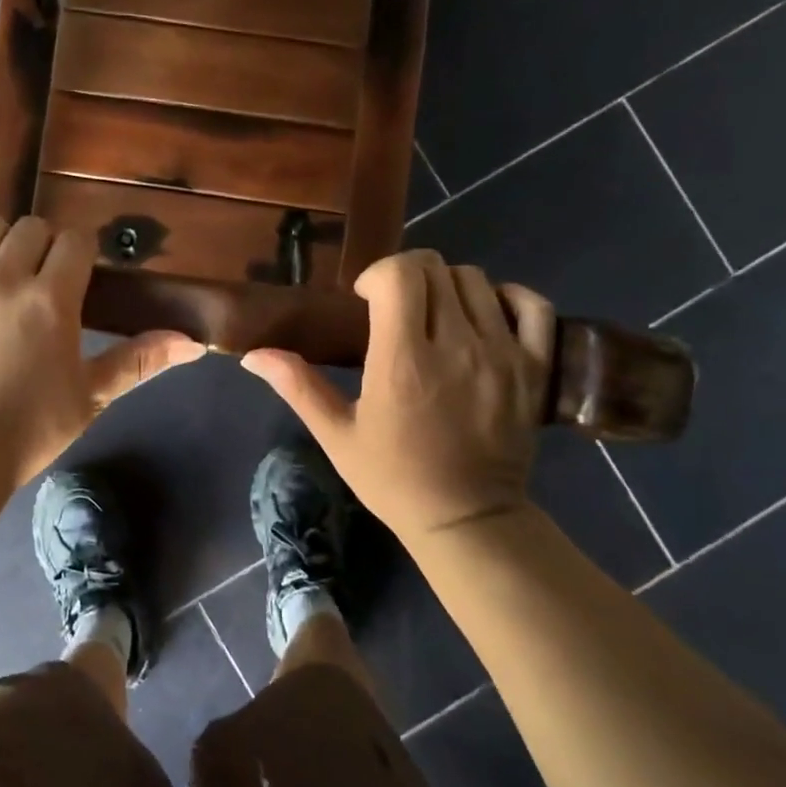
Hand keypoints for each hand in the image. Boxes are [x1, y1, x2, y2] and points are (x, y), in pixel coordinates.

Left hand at [0, 215, 204, 486]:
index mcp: (51, 301)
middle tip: (41, 277)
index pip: (75, 241)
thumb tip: (194, 343)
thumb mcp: (91, 397)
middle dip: (43, 245)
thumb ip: (139, 361)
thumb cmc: (28, 431)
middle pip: (31, 227)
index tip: (79, 273)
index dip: (82, 252)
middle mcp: (4, 279)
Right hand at [241, 251, 553, 545]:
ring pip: (476, 280)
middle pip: (436, 268)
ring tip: (433, 316)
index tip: (365, 299)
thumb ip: (297, 386)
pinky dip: (505, 297)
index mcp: (403, 361)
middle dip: (407, 274)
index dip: (378, 273)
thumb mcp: (336, 435)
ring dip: (447, 286)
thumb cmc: (393, 478)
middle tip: (394, 306)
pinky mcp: (533, 367)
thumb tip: (252, 354)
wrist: (466, 519)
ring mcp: (502, 354)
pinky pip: (530, 305)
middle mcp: (456, 346)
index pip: (400, 274)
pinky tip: (482, 314)